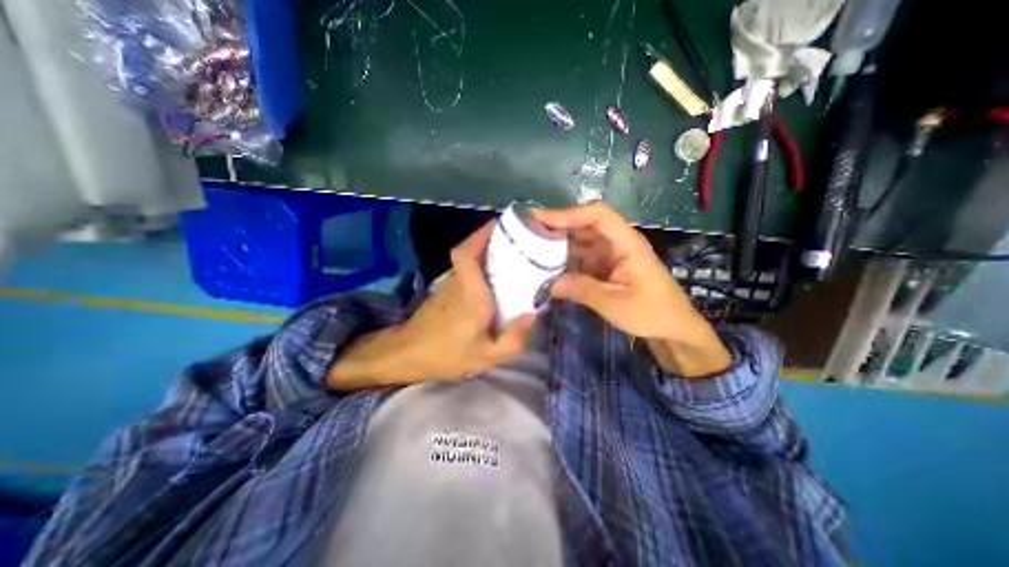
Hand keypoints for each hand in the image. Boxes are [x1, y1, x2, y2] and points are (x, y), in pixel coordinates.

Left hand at [329, 222, 534, 388]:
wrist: (407, 355)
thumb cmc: (446, 355)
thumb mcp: (486, 356)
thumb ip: (513, 339)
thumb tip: (533, 313)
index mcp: (470, 294)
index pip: (466, 253)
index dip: (481, 234)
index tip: (502, 223)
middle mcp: (458, 282)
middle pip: (470, 249)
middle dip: (491, 237)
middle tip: (518, 238)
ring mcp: (449, 283)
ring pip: (468, 257)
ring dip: (487, 249)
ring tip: (513, 253)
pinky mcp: (445, 289)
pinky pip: (466, 268)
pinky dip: (480, 263)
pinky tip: (496, 276)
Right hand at [531, 203, 728, 375]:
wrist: (673, 329)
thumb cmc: (652, 313)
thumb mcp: (615, 303)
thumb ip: (582, 290)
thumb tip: (549, 284)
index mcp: (626, 243)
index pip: (597, 215)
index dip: (568, 213)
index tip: (540, 219)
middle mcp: (616, 243)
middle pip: (584, 226)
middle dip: (556, 227)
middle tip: (526, 234)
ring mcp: (609, 256)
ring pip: (579, 243)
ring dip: (557, 246)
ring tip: (530, 250)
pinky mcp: (604, 268)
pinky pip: (580, 259)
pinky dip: (563, 263)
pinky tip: (546, 269)